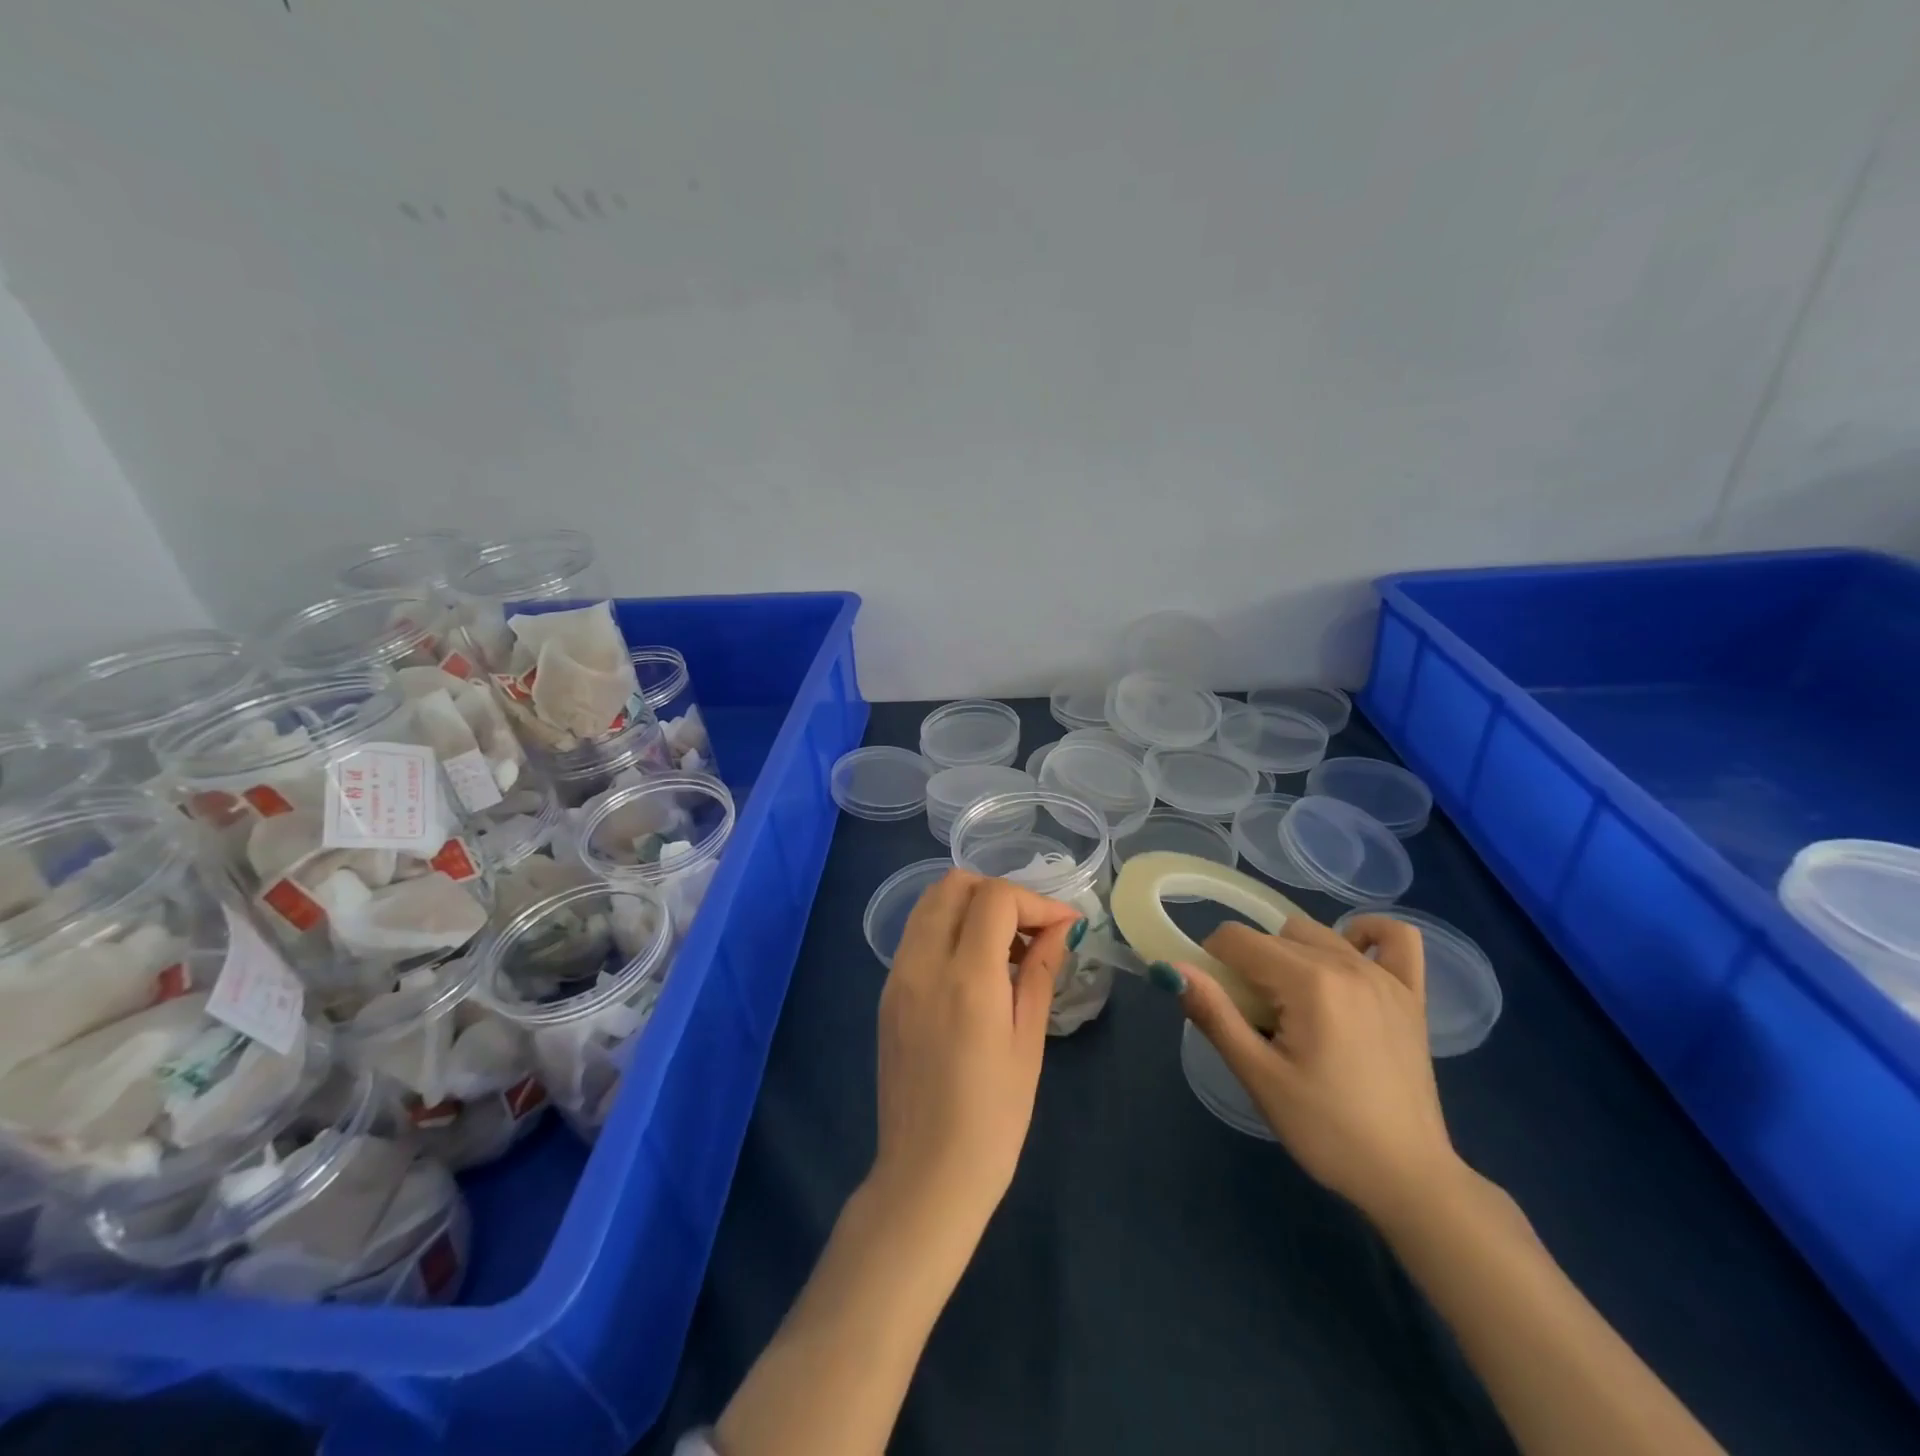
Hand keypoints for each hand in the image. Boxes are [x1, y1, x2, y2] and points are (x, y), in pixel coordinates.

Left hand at [870, 870, 1081, 1239]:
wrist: (925, 1176)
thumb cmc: (993, 1120)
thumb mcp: (1028, 1044)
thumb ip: (1041, 973)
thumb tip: (1060, 928)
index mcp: (965, 977)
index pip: (995, 898)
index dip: (1035, 901)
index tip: (1063, 925)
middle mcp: (922, 963)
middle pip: (954, 885)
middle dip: (999, 894)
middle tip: (1031, 931)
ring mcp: (897, 976)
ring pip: (930, 903)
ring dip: (971, 907)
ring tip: (1005, 950)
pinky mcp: (886, 993)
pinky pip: (917, 935)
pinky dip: (948, 930)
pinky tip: (974, 970)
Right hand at [1167, 915, 1461, 1223]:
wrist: (1408, 1179)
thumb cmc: (1326, 1131)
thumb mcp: (1259, 1077)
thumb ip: (1215, 1014)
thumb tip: (1173, 969)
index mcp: (1309, 982)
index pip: (1237, 939)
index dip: (1213, 963)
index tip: (1220, 1005)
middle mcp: (1347, 965)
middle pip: (1272, 936)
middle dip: (1250, 967)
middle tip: (1255, 1020)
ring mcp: (1384, 976)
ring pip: (1316, 934)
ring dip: (1291, 956)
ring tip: (1293, 1007)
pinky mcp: (1411, 995)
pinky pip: (1394, 937)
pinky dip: (1365, 935)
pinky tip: (1349, 958)